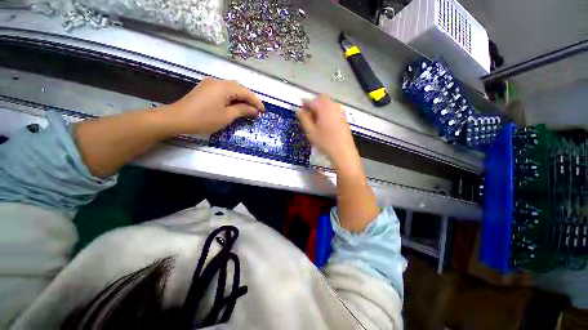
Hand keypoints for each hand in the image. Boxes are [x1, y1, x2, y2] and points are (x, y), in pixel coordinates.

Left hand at [162, 78, 264, 133]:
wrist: (177, 119)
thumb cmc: (204, 119)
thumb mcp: (227, 116)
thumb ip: (242, 110)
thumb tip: (254, 110)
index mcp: (224, 87)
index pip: (245, 92)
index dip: (256, 101)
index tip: (263, 111)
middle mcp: (217, 81)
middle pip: (239, 88)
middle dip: (249, 98)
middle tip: (256, 110)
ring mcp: (210, 84)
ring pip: (231, 88)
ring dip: (241, 97)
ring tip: (248, 108)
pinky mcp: (205, 88)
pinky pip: (223, 90)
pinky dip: (232, 97)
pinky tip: (235, 105)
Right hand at [297, 95, 360, 170]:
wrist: (343, 152)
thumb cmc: (325, 142)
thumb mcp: (310, 131)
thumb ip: (303, 118)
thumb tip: (299, 110)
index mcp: (324, 107)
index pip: (311, 100)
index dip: (304, 104)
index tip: (300, 111)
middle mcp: (334, 105)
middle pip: (321, 99)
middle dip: (313, 105)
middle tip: (308, 116)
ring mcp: (340, 111)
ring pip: (328, 104)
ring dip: (320, 109)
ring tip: (316, 121)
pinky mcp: (344, 117)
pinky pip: (333, 110)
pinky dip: (327, 113)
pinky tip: (325, 124)